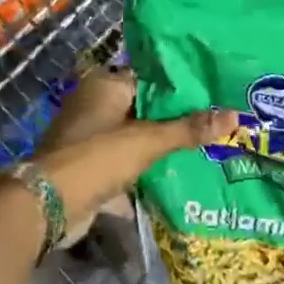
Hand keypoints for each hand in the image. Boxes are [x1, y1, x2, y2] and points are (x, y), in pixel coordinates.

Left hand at [27, 65, 234, 250]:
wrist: (48, 205)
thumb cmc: (97, 158)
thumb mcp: (147, 141)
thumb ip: (189, 129)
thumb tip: (235, 115)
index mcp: (105, 85)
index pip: (152, 77)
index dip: (183, 87)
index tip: (216, 94)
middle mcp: (96, 105)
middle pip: (146, 108)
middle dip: (177, 120)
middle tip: (219, 123)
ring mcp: (91, 137)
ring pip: (137, 137)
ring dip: (163, 146)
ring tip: (208, 148)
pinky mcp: (90, 167)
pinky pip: (127, 163)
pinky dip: (147, 170)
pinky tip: (179, 175)